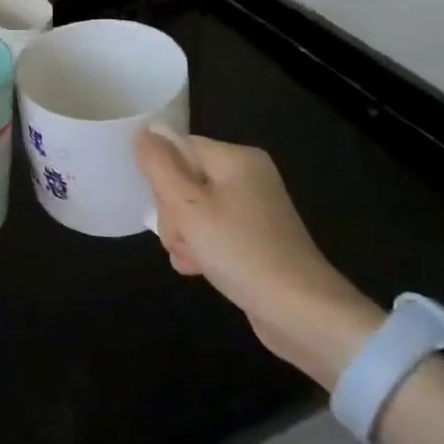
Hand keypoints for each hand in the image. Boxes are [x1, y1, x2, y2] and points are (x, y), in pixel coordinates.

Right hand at [135, 128, 381, 386]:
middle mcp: (248, 176)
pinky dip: (202, 248)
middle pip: (185, 179)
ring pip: (194, 209)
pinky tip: (197, 269)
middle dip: (172, 212)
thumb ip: (160, 166)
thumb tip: (142, 131)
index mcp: (237, 159)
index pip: (179, 148)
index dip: (161, 176)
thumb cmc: (240, 251)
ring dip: (184, 235)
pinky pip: (213, 231)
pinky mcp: (255, 238)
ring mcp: (254, 209)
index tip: (162, 208)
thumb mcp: (188, 206)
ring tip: (190, 258)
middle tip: (181, 238)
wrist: (301, 313)